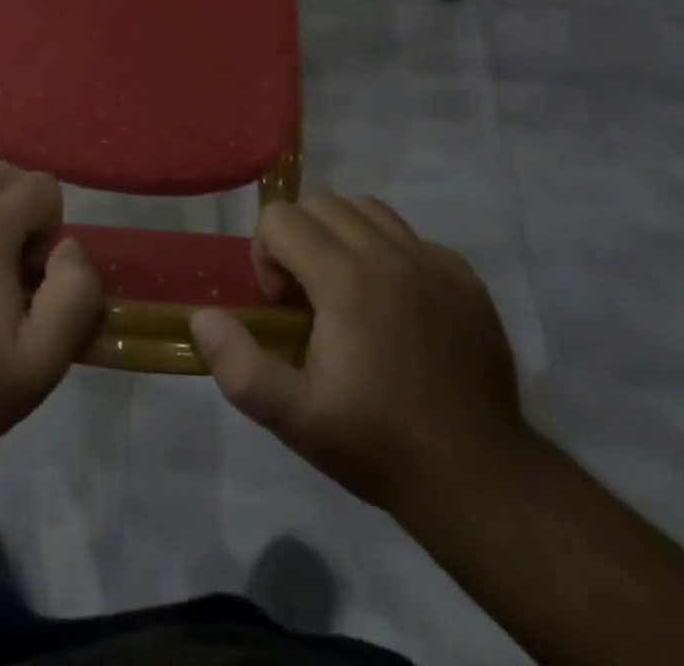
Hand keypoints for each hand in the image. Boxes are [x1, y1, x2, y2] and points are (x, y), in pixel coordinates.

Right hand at [189, 196, 524, 519]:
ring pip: (368, 209)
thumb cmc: (379, 444)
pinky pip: (412, 237)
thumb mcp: (297, 420)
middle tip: (307, 297)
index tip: (281, 307)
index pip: (280, 218)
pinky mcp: (465, 278)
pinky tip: (395, 305)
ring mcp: (433, 262)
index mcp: (345, 278)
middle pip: (321, 204)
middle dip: (299, 239)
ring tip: (346, 289)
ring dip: (342, 236)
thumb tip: (202, 318)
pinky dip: (390, 254)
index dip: (266, 255)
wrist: (481, 480)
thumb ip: (240, 367)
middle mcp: (389, 254)